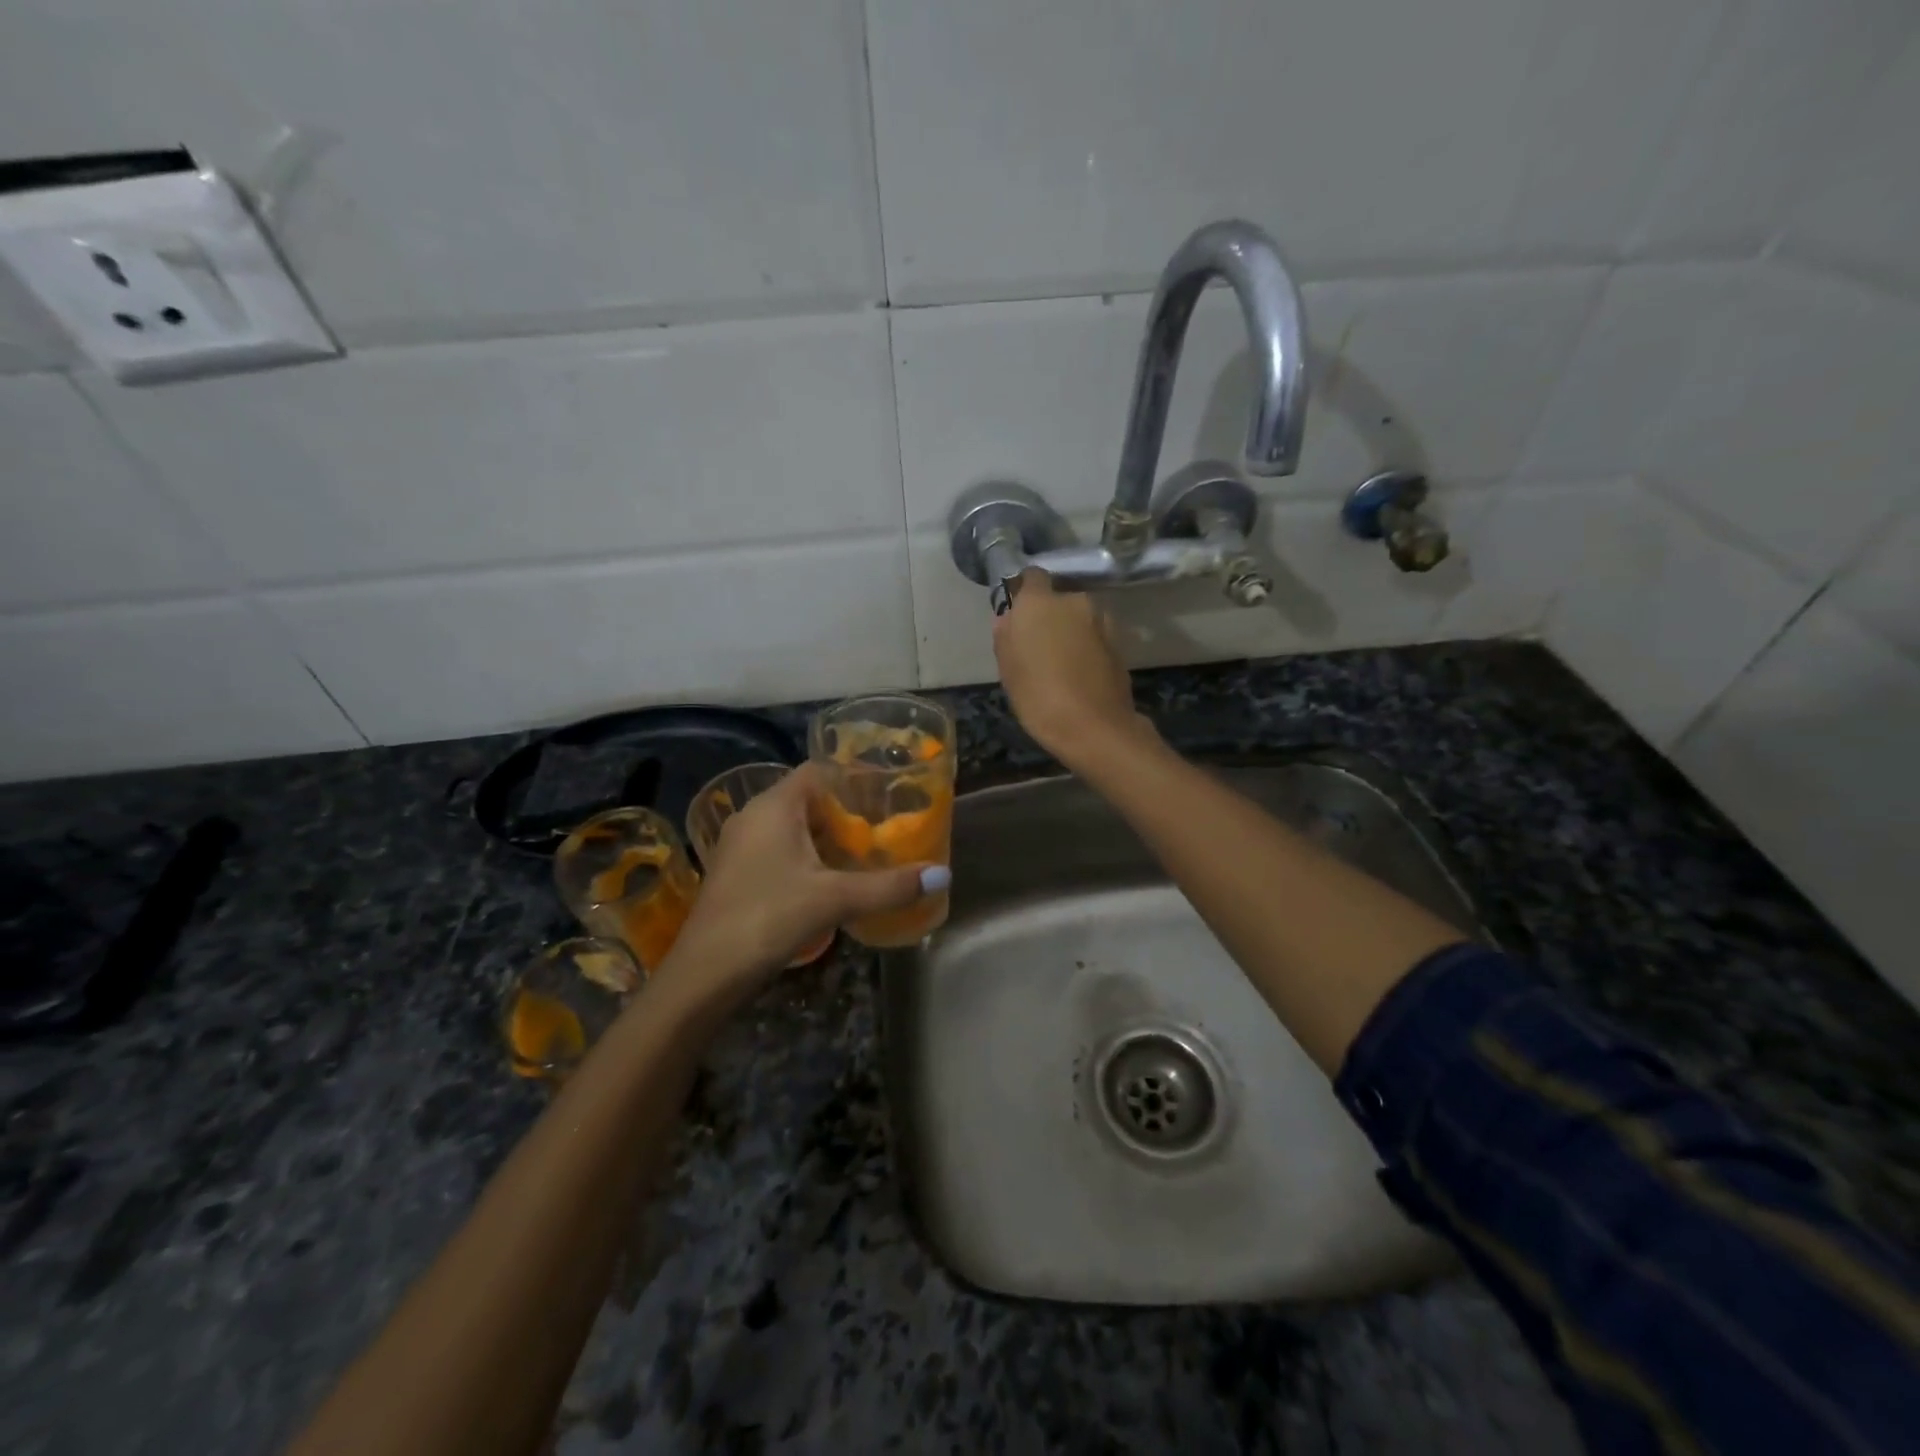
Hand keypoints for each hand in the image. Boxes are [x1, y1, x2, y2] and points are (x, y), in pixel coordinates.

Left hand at [655, 764, 947, 1001]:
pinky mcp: (735, 872)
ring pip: (790, 827)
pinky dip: (804, 856)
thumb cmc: (768, 918)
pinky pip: (776, 849)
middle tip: (883, 828)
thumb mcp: (835, 899)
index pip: (817, 771)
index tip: (886, 794)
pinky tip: (827, 881)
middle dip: (844, 812)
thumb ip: (889, 886)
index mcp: (774, 806)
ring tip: (862, 853)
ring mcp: (739, 845)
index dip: (851, 778)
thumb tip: (943, 875)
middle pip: (806, 799)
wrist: (704, 974)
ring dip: (824, 837)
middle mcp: (752, 816)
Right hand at [991, 569, 1146, 768]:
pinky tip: (1079, 674)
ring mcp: (1101, 620)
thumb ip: (1005, 636)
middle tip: (1037, 645)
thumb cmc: (1039, 696)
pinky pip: (1094, 636)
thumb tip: (1008, 618)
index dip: (1024, 592)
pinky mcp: (1119, 642)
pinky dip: (1087, 647)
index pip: (1031, 576)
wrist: (1095, 727)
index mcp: (1040, 602)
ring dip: (1070, 631)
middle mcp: (1074, 600)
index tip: (1017, 614)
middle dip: (1049, 615)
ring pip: (1078, 618)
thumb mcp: (1008, 669)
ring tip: (1060, 664)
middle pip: (1057, 599)